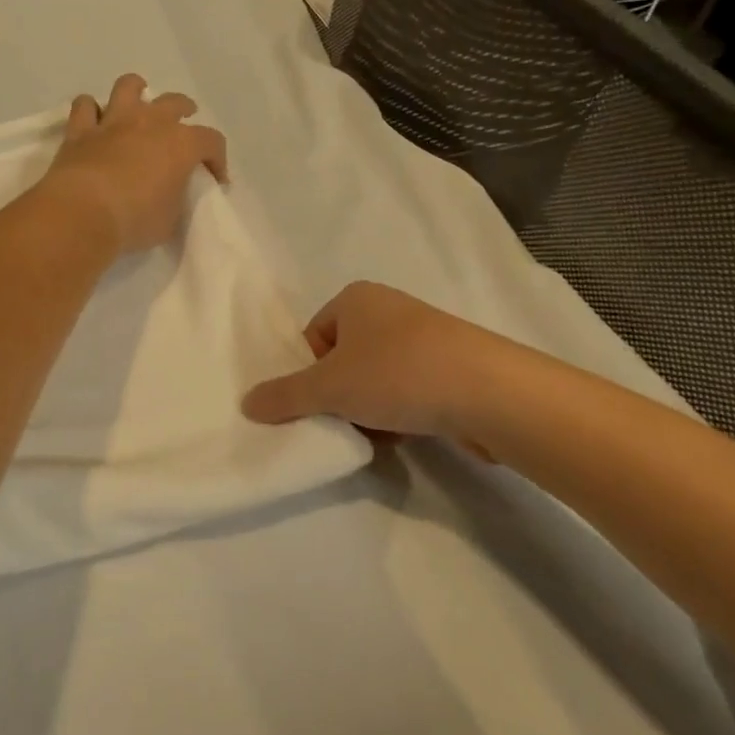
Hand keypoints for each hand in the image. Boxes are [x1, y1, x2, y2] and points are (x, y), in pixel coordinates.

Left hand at [38, 75, 228, 255]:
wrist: (83, 213)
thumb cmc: (135, 220)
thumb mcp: (170, 221)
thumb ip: (174, 201)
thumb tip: (169, 197)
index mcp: (181, 144)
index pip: (212, 141)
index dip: (218, 159)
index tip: (215, 179)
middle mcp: (149, 122)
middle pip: (175, 102)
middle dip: (184, 111)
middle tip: (184, 126)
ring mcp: (113, 122)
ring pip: (128, 87)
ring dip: (136, 91)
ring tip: (138, 103)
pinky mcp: (80, 131)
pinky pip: (84, 106)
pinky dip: (90, 111)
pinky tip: (94, 121)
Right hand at [241, 282, 581, 459]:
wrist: (488, 391)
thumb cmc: (397, 373)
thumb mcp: (329, 387)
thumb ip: (284, 396)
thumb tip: (246, 403)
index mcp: (355, 298)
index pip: (312, 336)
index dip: (308, 373)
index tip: (316, 404)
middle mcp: (388, 309)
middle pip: (343, 358)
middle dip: (338, 394)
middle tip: (340, 422)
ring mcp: (423, 336)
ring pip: (375, 377)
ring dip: (368, 408)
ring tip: (373, 434)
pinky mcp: (450, 365)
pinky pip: (408, 388)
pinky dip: (399, 412)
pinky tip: (402, 436)